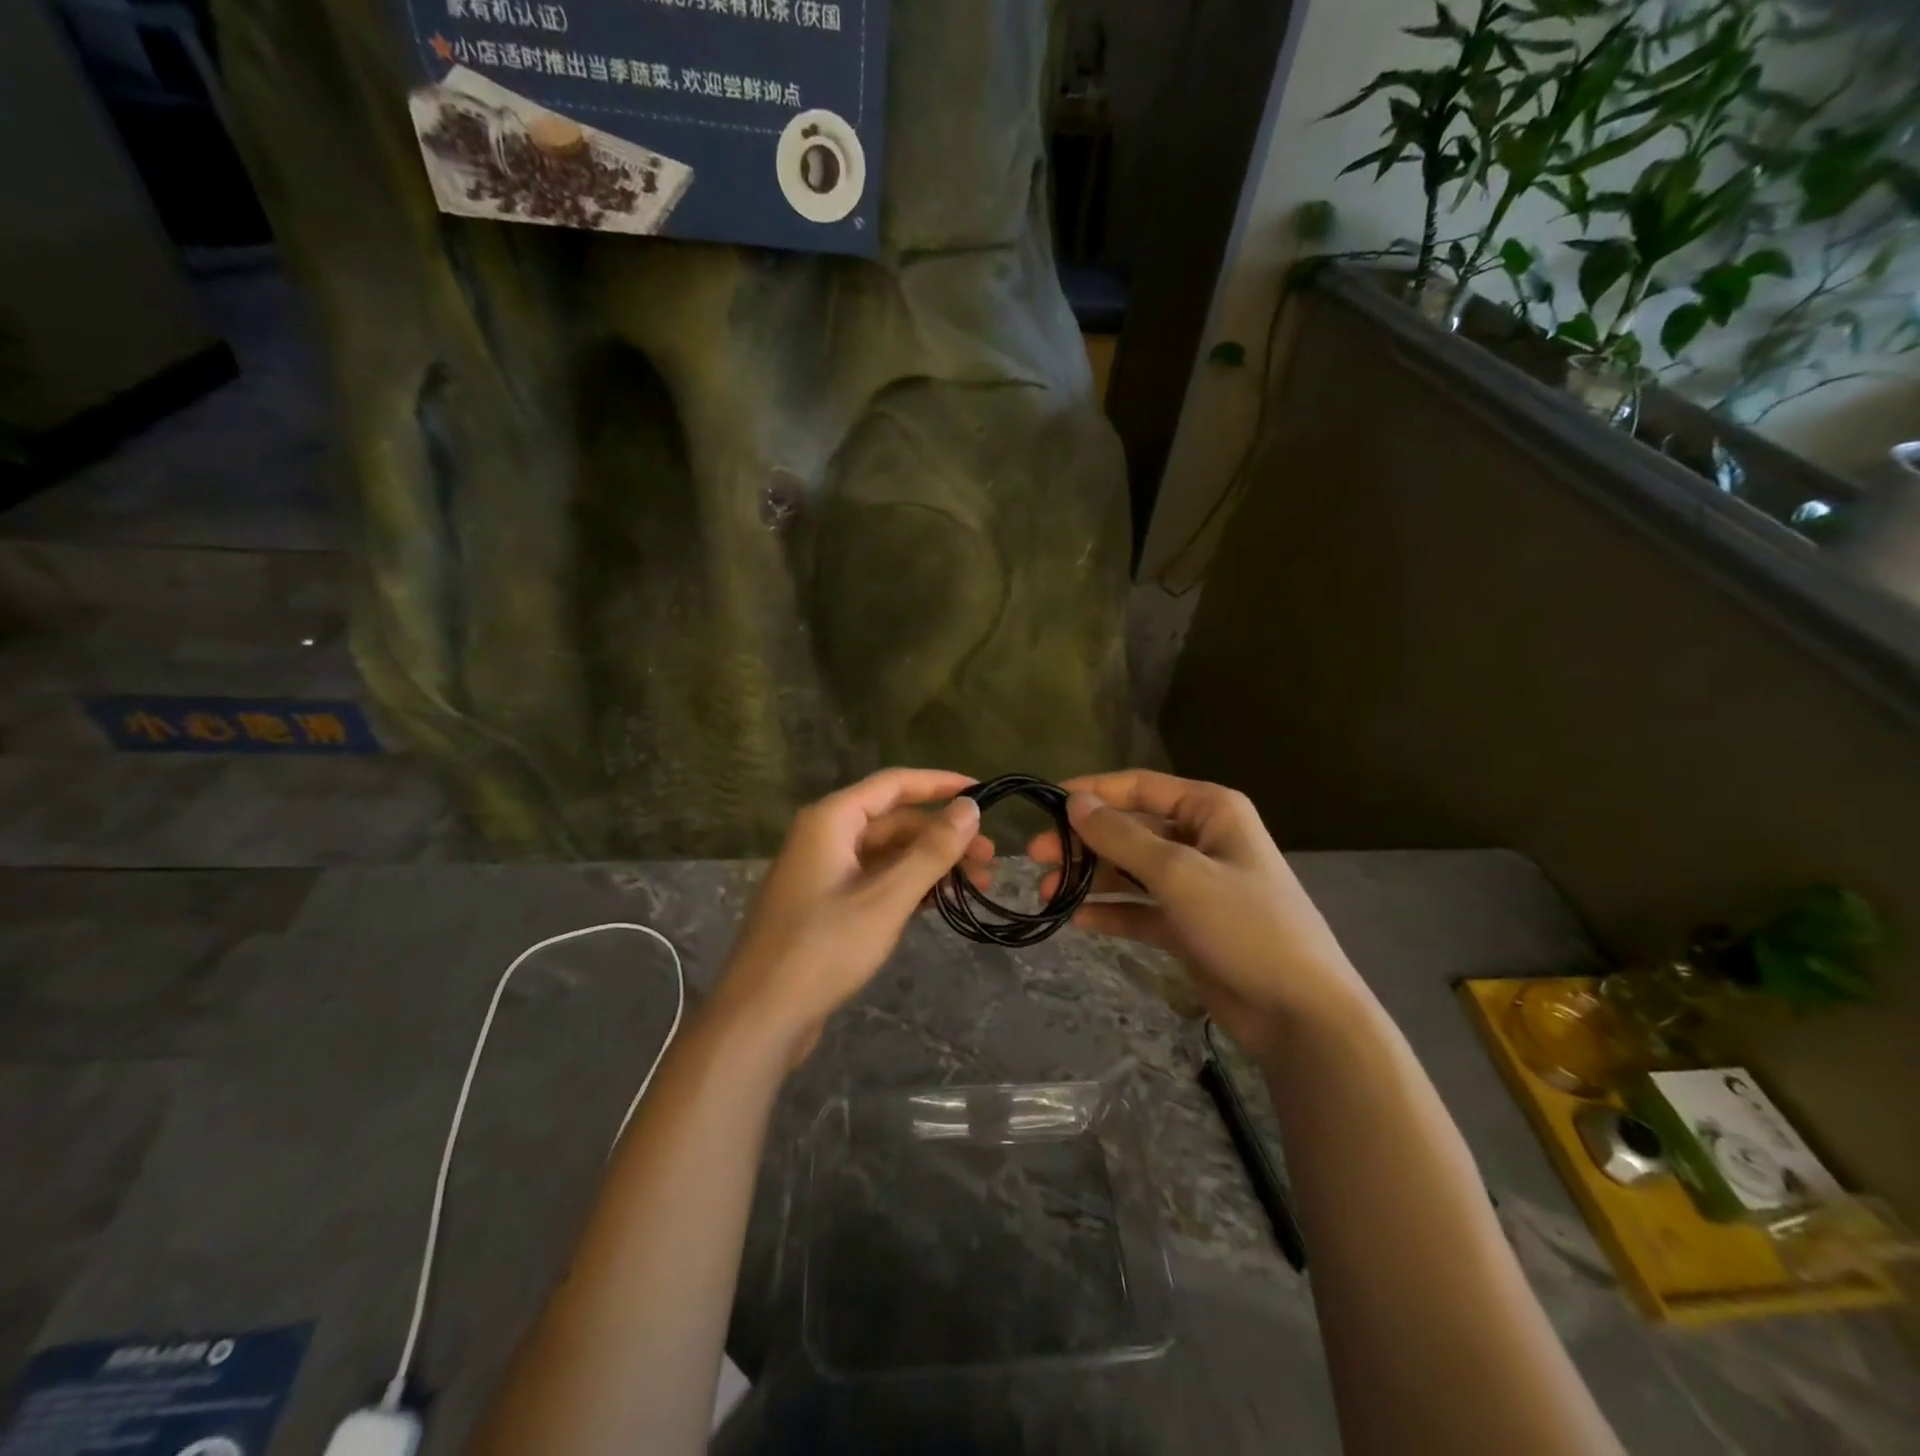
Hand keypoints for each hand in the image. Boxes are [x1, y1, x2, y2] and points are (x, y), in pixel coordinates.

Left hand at [716, 768, 990, 1066]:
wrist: (760, 1016)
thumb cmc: (823, 949)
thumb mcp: (886, 898)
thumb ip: (931, 851)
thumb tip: (970, 807)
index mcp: (832, 820)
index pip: (895, 784)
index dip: (941, 784)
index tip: (985, 792)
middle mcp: (825, 835)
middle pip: (894, 821)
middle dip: (943, 836)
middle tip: (990, 860)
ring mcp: (824, 870)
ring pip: (887, 853)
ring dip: (930, 864)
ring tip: (976, 885)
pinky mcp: (826, 902)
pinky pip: (875, 879)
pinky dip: (907, 885)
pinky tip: (940, 902)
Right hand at [1028, 769, 1365, 1057]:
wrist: (1300, 1012)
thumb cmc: (1245, 925)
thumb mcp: (1179, 875)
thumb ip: (1122, 838)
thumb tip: (1074, 803)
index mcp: (1210, 812)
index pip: (1140, 787)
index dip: (1092, 792)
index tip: (1046, 804)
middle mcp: (1202, 841)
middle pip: (1130, 830)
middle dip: (1084, 843)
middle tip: (1036, 858)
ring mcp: (1195, 885)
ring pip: (1130, 871)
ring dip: (1091, 880)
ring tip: (1048, 895)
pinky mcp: (1188, 925)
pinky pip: (1139, 909)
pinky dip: (1110, 913)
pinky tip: (1077, 921)